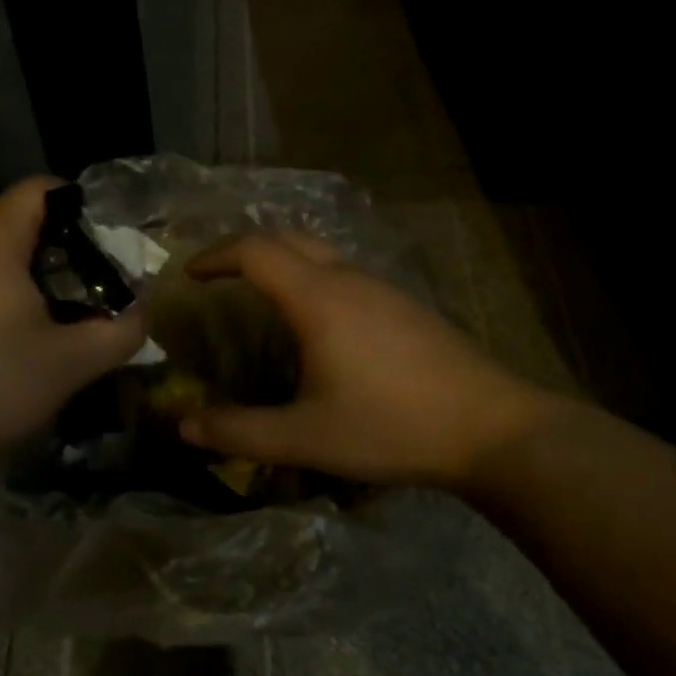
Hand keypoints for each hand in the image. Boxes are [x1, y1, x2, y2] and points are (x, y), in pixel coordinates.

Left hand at [0, 178, 146, 472]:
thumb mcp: (71, 364)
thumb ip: (123, 330)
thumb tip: (141, 312)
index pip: (46, 188)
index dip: (88, 210)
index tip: (113, 252)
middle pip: (24, 219)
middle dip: (68, 249)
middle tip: (97, 292)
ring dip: (35, 275)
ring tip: (61, 319)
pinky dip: (1, 292)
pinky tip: (12, 339)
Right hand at [177, 232, 562, 488]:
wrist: (490, 428)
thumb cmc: (390, 427)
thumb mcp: (305, 437)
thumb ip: (240, 431)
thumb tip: (185, 426)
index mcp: (318, 299)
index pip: (255, 250)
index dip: (215, 255)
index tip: (189, 274)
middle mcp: (350, 279)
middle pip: (288, 237)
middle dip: (246, 248)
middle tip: (219, 276)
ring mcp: (384, 288)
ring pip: (322, 253)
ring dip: (285, 262)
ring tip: (262, 297)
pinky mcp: (407, 305)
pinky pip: (348, 274)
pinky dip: (315, 278)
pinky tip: (321, 324)